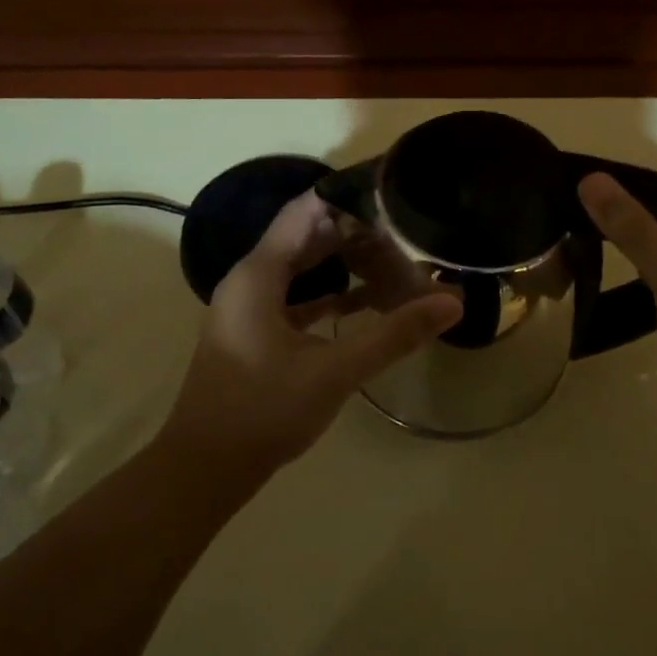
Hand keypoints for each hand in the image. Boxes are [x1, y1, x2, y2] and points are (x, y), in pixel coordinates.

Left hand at [159, 192, 462, 475]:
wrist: (205, 467)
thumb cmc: (264, 410)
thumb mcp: (335, 371)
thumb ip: (394, 335)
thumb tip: (451, 302)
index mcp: (259, 274)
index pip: (306, 211)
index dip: (345, 195)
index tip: (389, 188)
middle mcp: (250, 280)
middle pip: (304, 236)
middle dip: (352, 229)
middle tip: (403, 225)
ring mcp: (249, 307)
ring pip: (301, 268)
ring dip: (342, 261)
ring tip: (392, 255)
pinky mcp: (254, 333)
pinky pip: (296, 296)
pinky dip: (328, 293)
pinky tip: (364, 302)